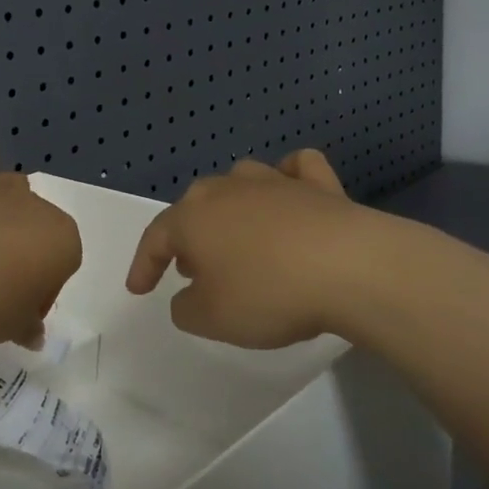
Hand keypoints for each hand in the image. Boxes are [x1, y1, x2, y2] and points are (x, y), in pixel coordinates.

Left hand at [0, 139, 81, 351]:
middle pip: (37, 228)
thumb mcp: (14, 329)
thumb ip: (29, 326)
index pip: (62, 264)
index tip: (18, 311)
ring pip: (11, 193)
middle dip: (23, 254)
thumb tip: (32, 333)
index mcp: (63, 237)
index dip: (40, 291)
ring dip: (1, 216)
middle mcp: (35, 204)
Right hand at [125, 149, 369, 348]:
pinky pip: (295, 170)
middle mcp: (228, 189)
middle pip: (196, 207)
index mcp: (194, 217)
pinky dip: (288, 179)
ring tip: (235, 240)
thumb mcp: (211, 318)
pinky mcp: (318, 184)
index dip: (144, 265)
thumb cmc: (268, 293)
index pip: (156, 238)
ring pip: (239, 184)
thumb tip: (190, 294)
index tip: (139, 289)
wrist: (348, 266)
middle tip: (190, 269)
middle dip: (188, 238)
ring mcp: (274, 181)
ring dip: (229, 211)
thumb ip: (186, 308)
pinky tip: (290, 192)